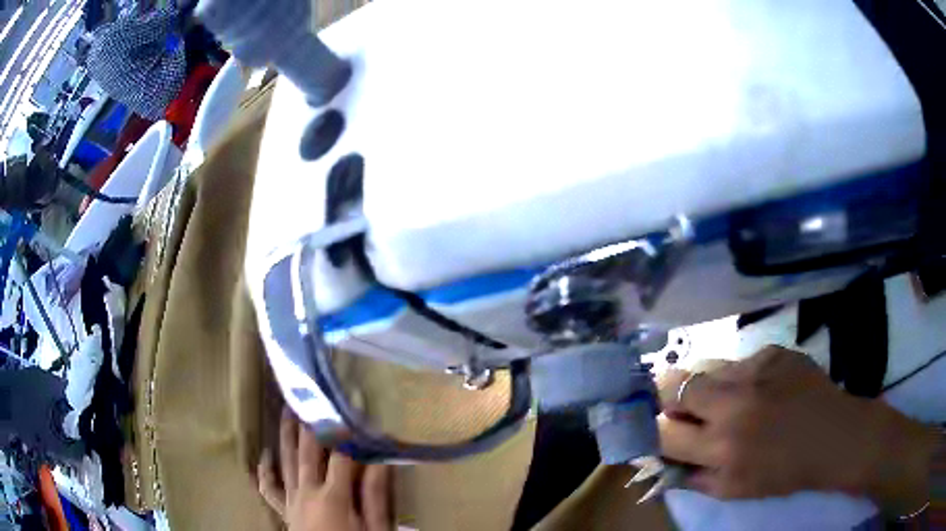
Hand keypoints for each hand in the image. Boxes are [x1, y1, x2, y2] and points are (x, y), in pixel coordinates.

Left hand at [257, 410, 393, 530]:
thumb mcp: (378, 530)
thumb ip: (376, 495)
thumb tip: (380, 458)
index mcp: (334, 497)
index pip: (342, 453)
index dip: (348, 425)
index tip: (355, 398)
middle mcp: (307, 492)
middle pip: (309, 450)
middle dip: (312, 419)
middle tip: (313, 389)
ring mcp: (292, 500)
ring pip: (286, 460)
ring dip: (287, 433)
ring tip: (287, 407)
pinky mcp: (285, 510)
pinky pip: (269, 488)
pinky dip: (265, 470)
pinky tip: (265, 454)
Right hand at [657, 346, 936, 515]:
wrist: (834, 436)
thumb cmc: (785, 473)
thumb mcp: (736, 490)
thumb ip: (696, 478)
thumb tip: (666, 462)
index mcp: (721, 447)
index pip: (663, 432)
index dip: (654, 430)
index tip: (659, 430)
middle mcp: (732, 404)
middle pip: (674, 385)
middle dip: (667, 397)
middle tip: (677, 406)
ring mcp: (754, 371)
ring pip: (703, 367)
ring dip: (700, 383)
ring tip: (715, 395)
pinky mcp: (772, 352)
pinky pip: (738, 361)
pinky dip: (736, 376)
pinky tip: (755, 388)